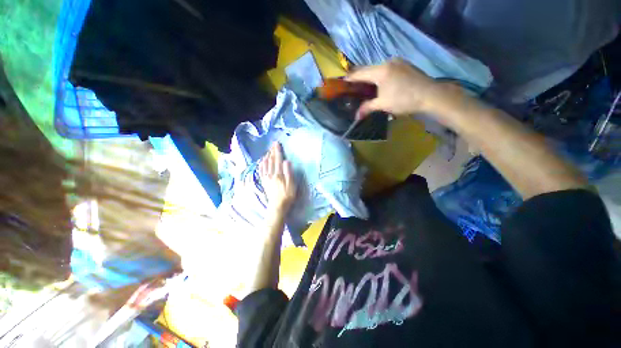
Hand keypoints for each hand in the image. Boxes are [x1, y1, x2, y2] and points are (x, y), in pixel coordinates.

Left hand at [259, 143, 296, 213]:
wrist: (277, 206)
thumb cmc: (287, 196)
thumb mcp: (292, 185)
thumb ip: (288, 172)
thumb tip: (286, 161)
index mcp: (278, 174)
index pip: (278, 160)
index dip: (277, 151)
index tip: (277, 144)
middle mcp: (271, 174)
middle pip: (271, 160)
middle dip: (272, 151)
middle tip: (273, 144)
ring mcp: (266, 178)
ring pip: (265, 164)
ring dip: (267, 156)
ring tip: (268, 150)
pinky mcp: (264, 181)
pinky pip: (261, 170)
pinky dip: (261, 164)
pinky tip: (262, 161)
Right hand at [346, 59, 463, 120]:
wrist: (430, 95)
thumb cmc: (404, 100)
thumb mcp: (383, 105)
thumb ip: (367, 108)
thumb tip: (356, 116)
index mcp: (380, 71)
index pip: (359, 73)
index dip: (350, 78)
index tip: (342, 82)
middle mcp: (388, 62)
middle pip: (368, 69)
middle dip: (360, 78)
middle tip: (353, 87)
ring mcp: (398, 62)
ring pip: (378, 69)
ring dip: (371, 78)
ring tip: (366, 88)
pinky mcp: (405, 65)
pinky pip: (387, 69)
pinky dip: (381, 76)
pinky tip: (381, 85)